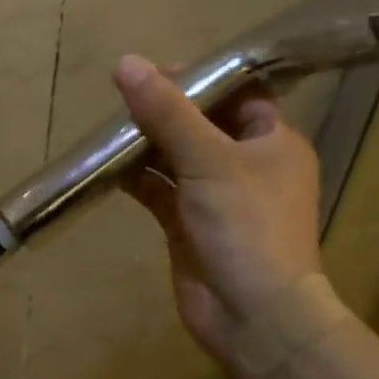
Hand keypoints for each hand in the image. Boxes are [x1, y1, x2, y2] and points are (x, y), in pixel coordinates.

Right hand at [114, 55, 322, 354]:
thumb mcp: (208, 159)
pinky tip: (105, 166)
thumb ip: (167, 112)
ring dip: (145, 143)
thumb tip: (127, 63)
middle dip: (164, 110)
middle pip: (202, 123)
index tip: (156, 70)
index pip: (239, 95)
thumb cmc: (246, 226)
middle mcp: (248, 165)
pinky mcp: (188, 223)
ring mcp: (217, 196)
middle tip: (124, 95)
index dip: (201, 79)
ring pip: (176, 156)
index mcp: (273, 142)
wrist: (253, 316)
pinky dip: (136, 177)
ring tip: (109, 126)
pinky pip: (159, 188)